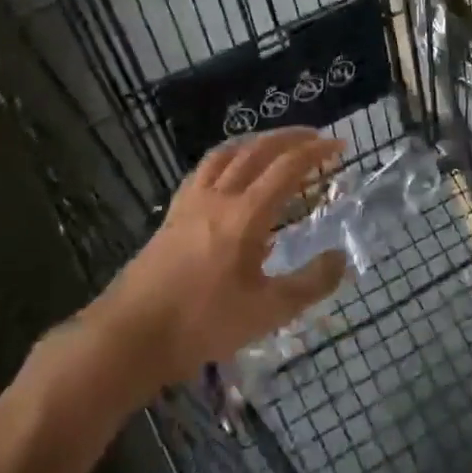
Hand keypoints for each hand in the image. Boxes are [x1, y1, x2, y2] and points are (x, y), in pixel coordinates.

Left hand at [95, 128, 348, 395]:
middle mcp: (219, 196)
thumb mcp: (266, 312)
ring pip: (227, 153)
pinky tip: (228, 171)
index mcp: (245, 215)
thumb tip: (340, 258)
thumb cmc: (202, 324)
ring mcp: (191, 201)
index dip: (316, 153)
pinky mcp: (173, 213)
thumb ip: (309, 284)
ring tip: (274, 144)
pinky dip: (226, 157)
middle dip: (290, 137)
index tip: (339, 146)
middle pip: (257, 150)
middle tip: (314, 137)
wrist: (131, 335)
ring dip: (256, 141)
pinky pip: (203, 169)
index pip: (287, 168)